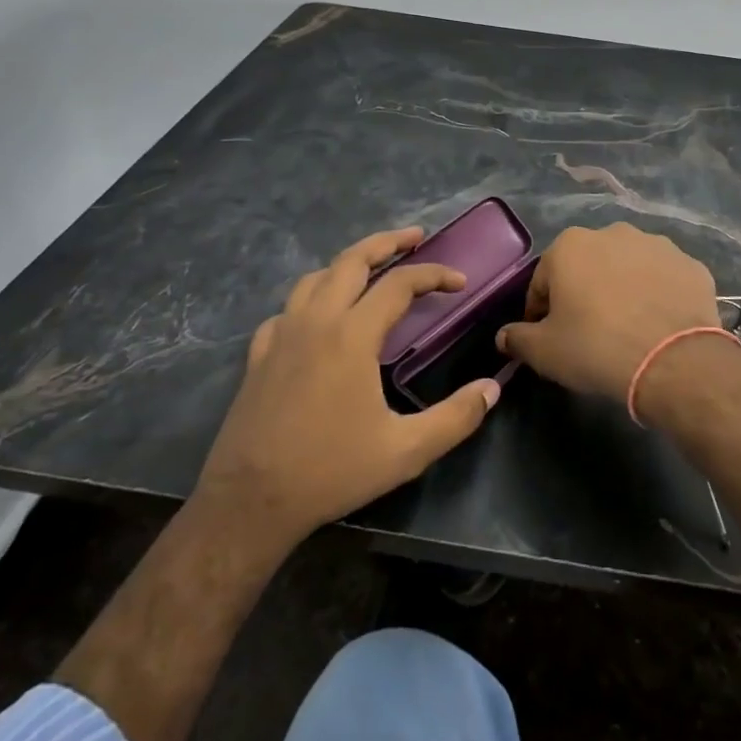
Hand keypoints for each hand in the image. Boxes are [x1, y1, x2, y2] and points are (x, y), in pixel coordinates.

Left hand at [196, 227, 501, 538]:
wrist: (249, 503)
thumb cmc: (330, 471)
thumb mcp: (405, 452)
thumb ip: (455, 418)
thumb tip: (492, 389)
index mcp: (352, 335)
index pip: (399, 284)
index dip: (433, 275)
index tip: (459, 281)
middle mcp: (316, 321)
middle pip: (352, 260)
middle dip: (387, 242)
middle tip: (415, 237)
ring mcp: (281, 335)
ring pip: (316, 277)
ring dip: (348, 263)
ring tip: (371, 267)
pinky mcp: (258, 356)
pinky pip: (287, 309)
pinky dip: (311, 298)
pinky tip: (318, 316)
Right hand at [496, 223, 721, 401]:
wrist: (673, 360)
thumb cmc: (596, 348)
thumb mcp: (545, 352)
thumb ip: (518, 338)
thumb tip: (504, 336)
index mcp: (570, 246)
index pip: (543, 281)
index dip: (541, 312)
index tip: (548, 338)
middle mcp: (612, 233)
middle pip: (587, 267)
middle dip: (584, 294)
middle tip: (588, 333)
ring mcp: (657, 244)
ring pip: (628, 268)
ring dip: (623, 289)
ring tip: (628, 329)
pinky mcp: (690, 264)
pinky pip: (664, 279)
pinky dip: (658, 295)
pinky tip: (659, 325)